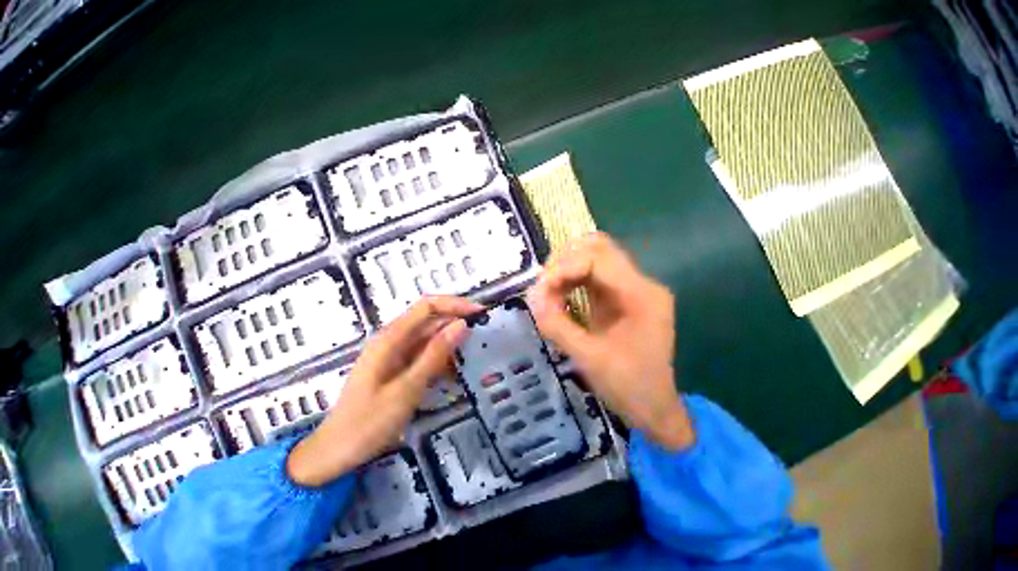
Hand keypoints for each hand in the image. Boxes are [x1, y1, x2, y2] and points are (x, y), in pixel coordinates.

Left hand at [287, 296, 480, 486]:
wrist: (339, 448)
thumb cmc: (369, 422)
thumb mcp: (406, 390)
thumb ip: (434, 356)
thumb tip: (461, 325)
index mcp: (388, 340)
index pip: (426, 307)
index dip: (455, 305)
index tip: (483, 313)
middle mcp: (388, 344)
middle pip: (426, 323)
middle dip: (455, 325)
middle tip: (486, 339)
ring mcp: (388, 361)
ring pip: (424, 343)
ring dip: (448, 348)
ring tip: (475, 360)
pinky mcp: (390, 377)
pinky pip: (418, 362)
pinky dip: (437, 365)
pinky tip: (453, 378)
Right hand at [527, 233, 692, 449]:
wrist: (655, 409)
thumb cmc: (627, 387)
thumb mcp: (589, 358)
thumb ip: (558, 325)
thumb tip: (531, 295)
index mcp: (641, 295)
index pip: (598, 258)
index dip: (564, 267)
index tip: (539, 290)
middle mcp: (644, 285)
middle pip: (601, 248)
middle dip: (566, 261)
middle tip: (542, 287)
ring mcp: (639, 291)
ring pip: (599, 260)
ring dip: (570, 269)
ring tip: (548, 294)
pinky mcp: (631, 301)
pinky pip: (601, 279)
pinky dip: (578, 282)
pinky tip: (562, 299)